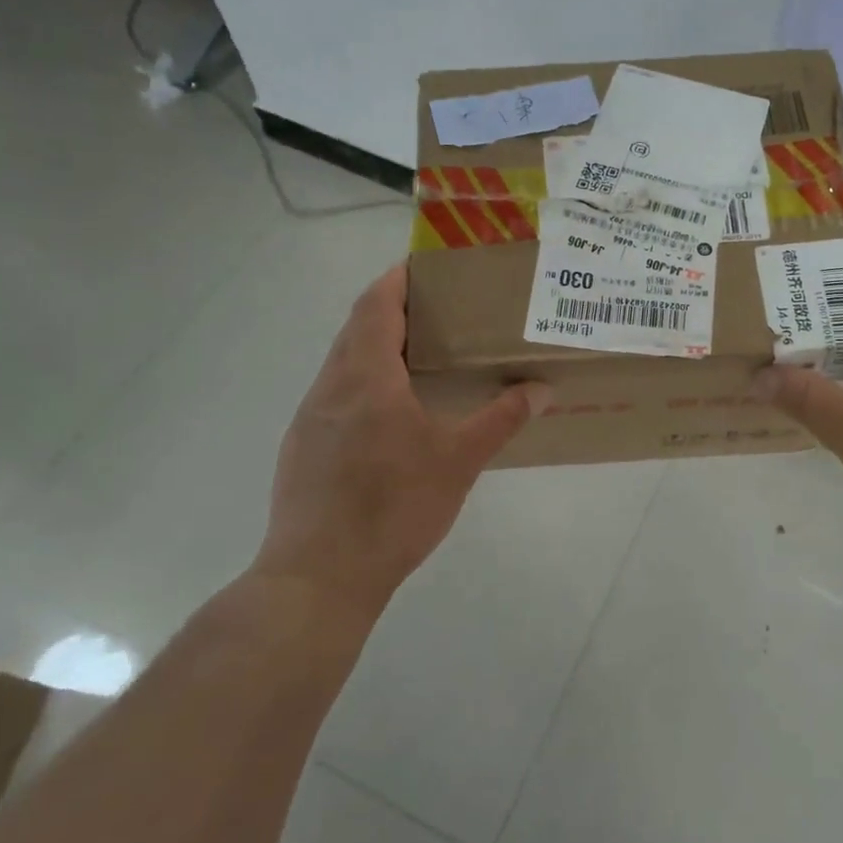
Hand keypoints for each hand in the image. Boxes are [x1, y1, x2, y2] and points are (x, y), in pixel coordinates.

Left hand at [254, 265, 551, 622]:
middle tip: (438, 311)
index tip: (426, 266)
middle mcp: (330, 386)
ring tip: (420, 358)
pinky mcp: (301, 448)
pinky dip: (362, 382)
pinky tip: (389, 415)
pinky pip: (334, 395)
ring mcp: (309, 417)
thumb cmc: (393, 508)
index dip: (397, 278)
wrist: (319, 576)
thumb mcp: (458, 462)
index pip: (376, 305)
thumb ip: (500, 419)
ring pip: (342, 362)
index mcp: (366, 377)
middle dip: (392, 309)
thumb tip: (541, 388)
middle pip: (357, 328)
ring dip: (375, 347)